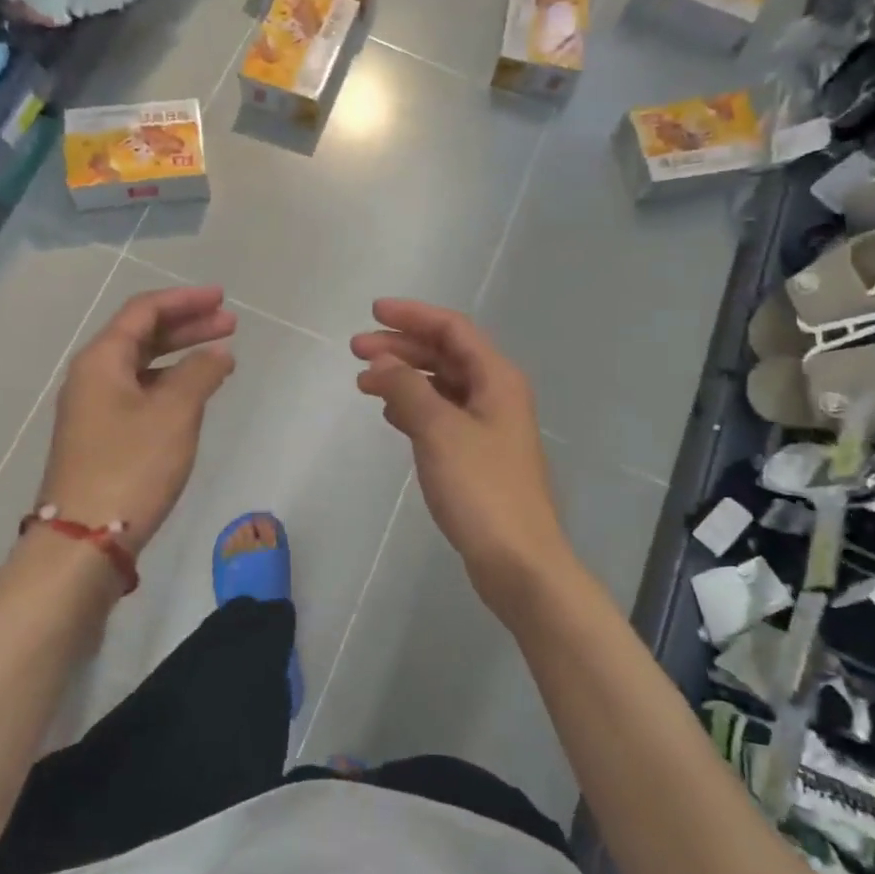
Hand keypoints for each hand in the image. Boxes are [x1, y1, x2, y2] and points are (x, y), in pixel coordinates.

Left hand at [36, 286, 235, 554]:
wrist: (84, 540)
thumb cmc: (131, 466)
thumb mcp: (174, 414)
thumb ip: (200, 374)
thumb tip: (219, 354)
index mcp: (101, 360)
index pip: (144, 311)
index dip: (184, 300)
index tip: (221, 298)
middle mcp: (92, 376)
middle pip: (142, 335)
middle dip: (187, 325)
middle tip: (230, 323)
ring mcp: (94, 408)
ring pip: (142, 366)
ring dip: (180, 355)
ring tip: (220, 357)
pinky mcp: (102, 436)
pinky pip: (140, 393)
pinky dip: (170, 384)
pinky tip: (194, 394)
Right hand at [352, 299, 575, 614]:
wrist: (518, 560)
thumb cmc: (482, 489)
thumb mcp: (439, 431)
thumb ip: (407, 390)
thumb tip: (380, 363)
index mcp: (496, 378)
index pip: (452, 329)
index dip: (412, 316)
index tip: (372, 313)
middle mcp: (496, 394)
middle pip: (445, 355)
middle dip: (401, 348)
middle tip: (356, 351)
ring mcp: (488, 426)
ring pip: (441, 386)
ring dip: (404, 378)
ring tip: (364, 383)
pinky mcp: (478, 456)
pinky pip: (442, 416)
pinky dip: (414, 408)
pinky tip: (391, 415)